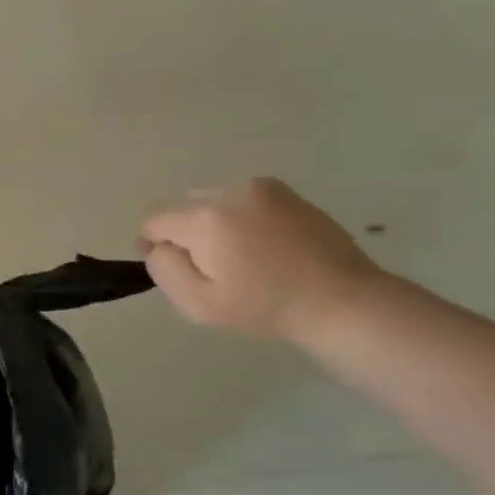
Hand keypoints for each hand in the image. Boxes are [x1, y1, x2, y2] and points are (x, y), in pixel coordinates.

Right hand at [138, 178, 382, 343]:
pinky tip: (261, 247)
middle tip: (208, 268)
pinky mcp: (287, 193)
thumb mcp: (199, 303)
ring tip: (237, 258)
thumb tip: (158, 247)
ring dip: (211, 225)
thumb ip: (165, 269)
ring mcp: (262, 188)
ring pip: (212, 201)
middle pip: (182, 207)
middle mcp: (231, 191)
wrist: (343, 301)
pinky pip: (242, 200)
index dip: (151, 244)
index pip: (154, 220)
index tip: (170, 269)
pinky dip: (239, 219)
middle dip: (184, 234)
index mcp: (206, 218)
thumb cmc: (266, 307)